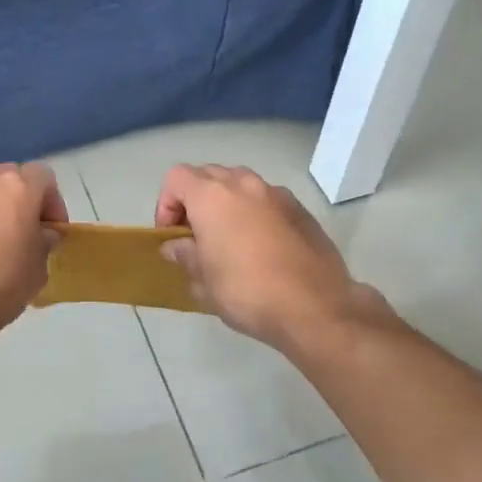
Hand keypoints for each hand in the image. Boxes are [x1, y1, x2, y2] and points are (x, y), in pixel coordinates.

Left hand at [0, 155, 67, 334]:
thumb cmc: (0, 283)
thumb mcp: (38, 268)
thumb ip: (44, 241)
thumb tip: (42, 233)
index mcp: (19, 186)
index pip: (43, 176)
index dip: (50, 201)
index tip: (50, 229)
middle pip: (7, 175)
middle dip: (16, 197)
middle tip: (17, 229)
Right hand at [156, 164, 381, 350]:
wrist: (315, 306)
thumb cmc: (247, 292)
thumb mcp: (204, 281)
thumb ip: (185, 255)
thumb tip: (175, 246)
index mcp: (212, 196)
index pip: (176, 178)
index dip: (166, 204)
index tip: (172, 236)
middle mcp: (244, 184)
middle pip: (208, 174)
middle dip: (195, 199)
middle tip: (196, 235)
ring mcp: (276, 194)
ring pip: (240, 184)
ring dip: (227, 203)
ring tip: (228, 238)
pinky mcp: (301, 210)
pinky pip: (267, 200)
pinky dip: (255, 212)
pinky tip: (261, 247)